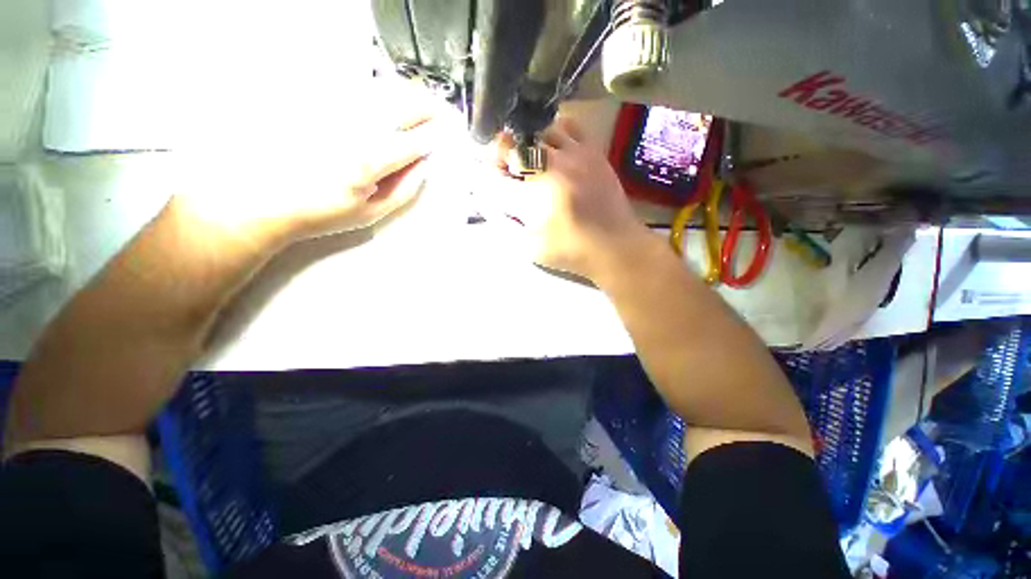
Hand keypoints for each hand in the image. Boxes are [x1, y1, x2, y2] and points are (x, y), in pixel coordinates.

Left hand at [175, 81, 446, 249]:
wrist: (262, 198)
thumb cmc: (322, 211)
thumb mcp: (372, 212)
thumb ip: (405, 189)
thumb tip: (424, 166)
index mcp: (370, 161)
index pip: (414, 142)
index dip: (432, 137)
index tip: (442, 135)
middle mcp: (352, 127)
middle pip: (398, 106)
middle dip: (423, 107)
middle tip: (435, 110)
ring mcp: (330, 109)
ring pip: (377, 90)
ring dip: (401, 94)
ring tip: (414, 101)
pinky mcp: (312, 100)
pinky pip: (350, 87)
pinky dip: (372, 89)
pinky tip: (378, 97)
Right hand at [486, 118, 651, 279]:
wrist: (615, 245)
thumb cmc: (571, 251)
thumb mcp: (530, 249)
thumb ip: (506, 227)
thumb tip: (491, 205)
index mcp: (532, 195)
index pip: (494, 176)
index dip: (485, 178)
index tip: (489, 184)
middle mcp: (550, 167)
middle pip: (511, 145)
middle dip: (500, 157)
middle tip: (505, 170)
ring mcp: (573, 154)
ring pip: (537, 130)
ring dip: (525, 144)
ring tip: (528, 159)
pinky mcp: (592, 151)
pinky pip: (569, 125)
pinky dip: (554, 132)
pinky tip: (554, 148)